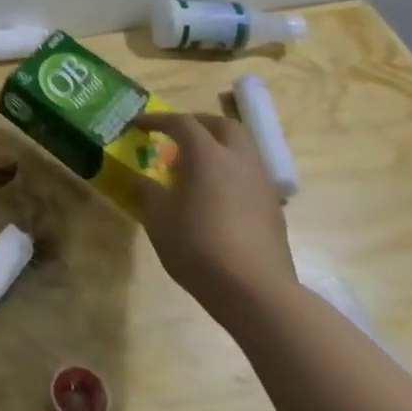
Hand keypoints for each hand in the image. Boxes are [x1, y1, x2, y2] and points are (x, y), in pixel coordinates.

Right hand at [132, 111, 296, 328]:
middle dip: (198, 123)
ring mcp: (261, 183)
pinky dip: (230, 170)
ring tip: (195, 166)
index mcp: (208, 156)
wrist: (255, 291)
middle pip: (222, 125)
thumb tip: (144, 180)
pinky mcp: (273, 206)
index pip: (182, 123)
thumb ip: (149, 192)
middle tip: (176, 135)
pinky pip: (249, 173)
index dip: (158, 120)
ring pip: (242, 148)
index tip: (138, 124)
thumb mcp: (159, 220)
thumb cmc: (199, 248)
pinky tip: (216, 195)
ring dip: (218, 146)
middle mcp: (239, 160)